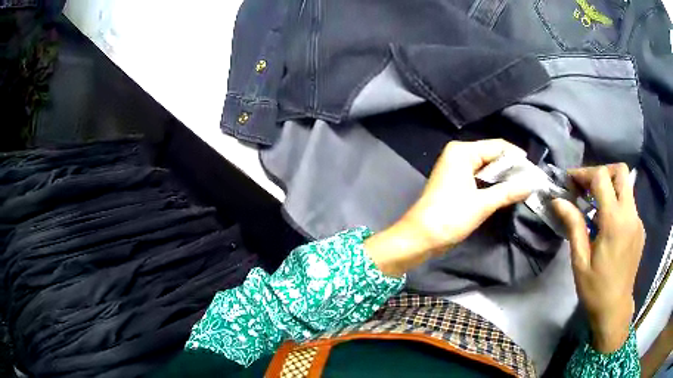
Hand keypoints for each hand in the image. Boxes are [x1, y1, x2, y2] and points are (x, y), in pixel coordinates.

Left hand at [365, 139, 531, 276]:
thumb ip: (509, 191)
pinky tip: (507, 192)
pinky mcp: (456, 183)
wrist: (420, 237)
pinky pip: (480, 178)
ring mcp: (456, 169)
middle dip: (512, 168)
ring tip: (524, 187)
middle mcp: (459, 155)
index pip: (497, 146)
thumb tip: (533, 183)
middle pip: (492, 156)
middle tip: (532, 181)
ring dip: (504, 178)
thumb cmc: (450, 216)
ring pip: (487, 168)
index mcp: (462, 151)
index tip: (535, 171)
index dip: (517, 157)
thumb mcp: (483, 204)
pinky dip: (493, 184)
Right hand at [552, 164, 644, 352]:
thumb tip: (558, 201)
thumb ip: (573, 226)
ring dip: (610, 187)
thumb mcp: (580, 261)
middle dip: (602, 172)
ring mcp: (637, 221)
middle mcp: (630, 215)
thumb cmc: (595, 289)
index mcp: (614, 222)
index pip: (602, 178)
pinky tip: (606, 224)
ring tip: (594, 206)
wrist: (615, 309)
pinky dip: (617, 204)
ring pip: (626, 186)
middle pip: (621, 172)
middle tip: (587, 187)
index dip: (584, 173)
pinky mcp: (640, 229)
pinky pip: (629, 204)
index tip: (570, 181)